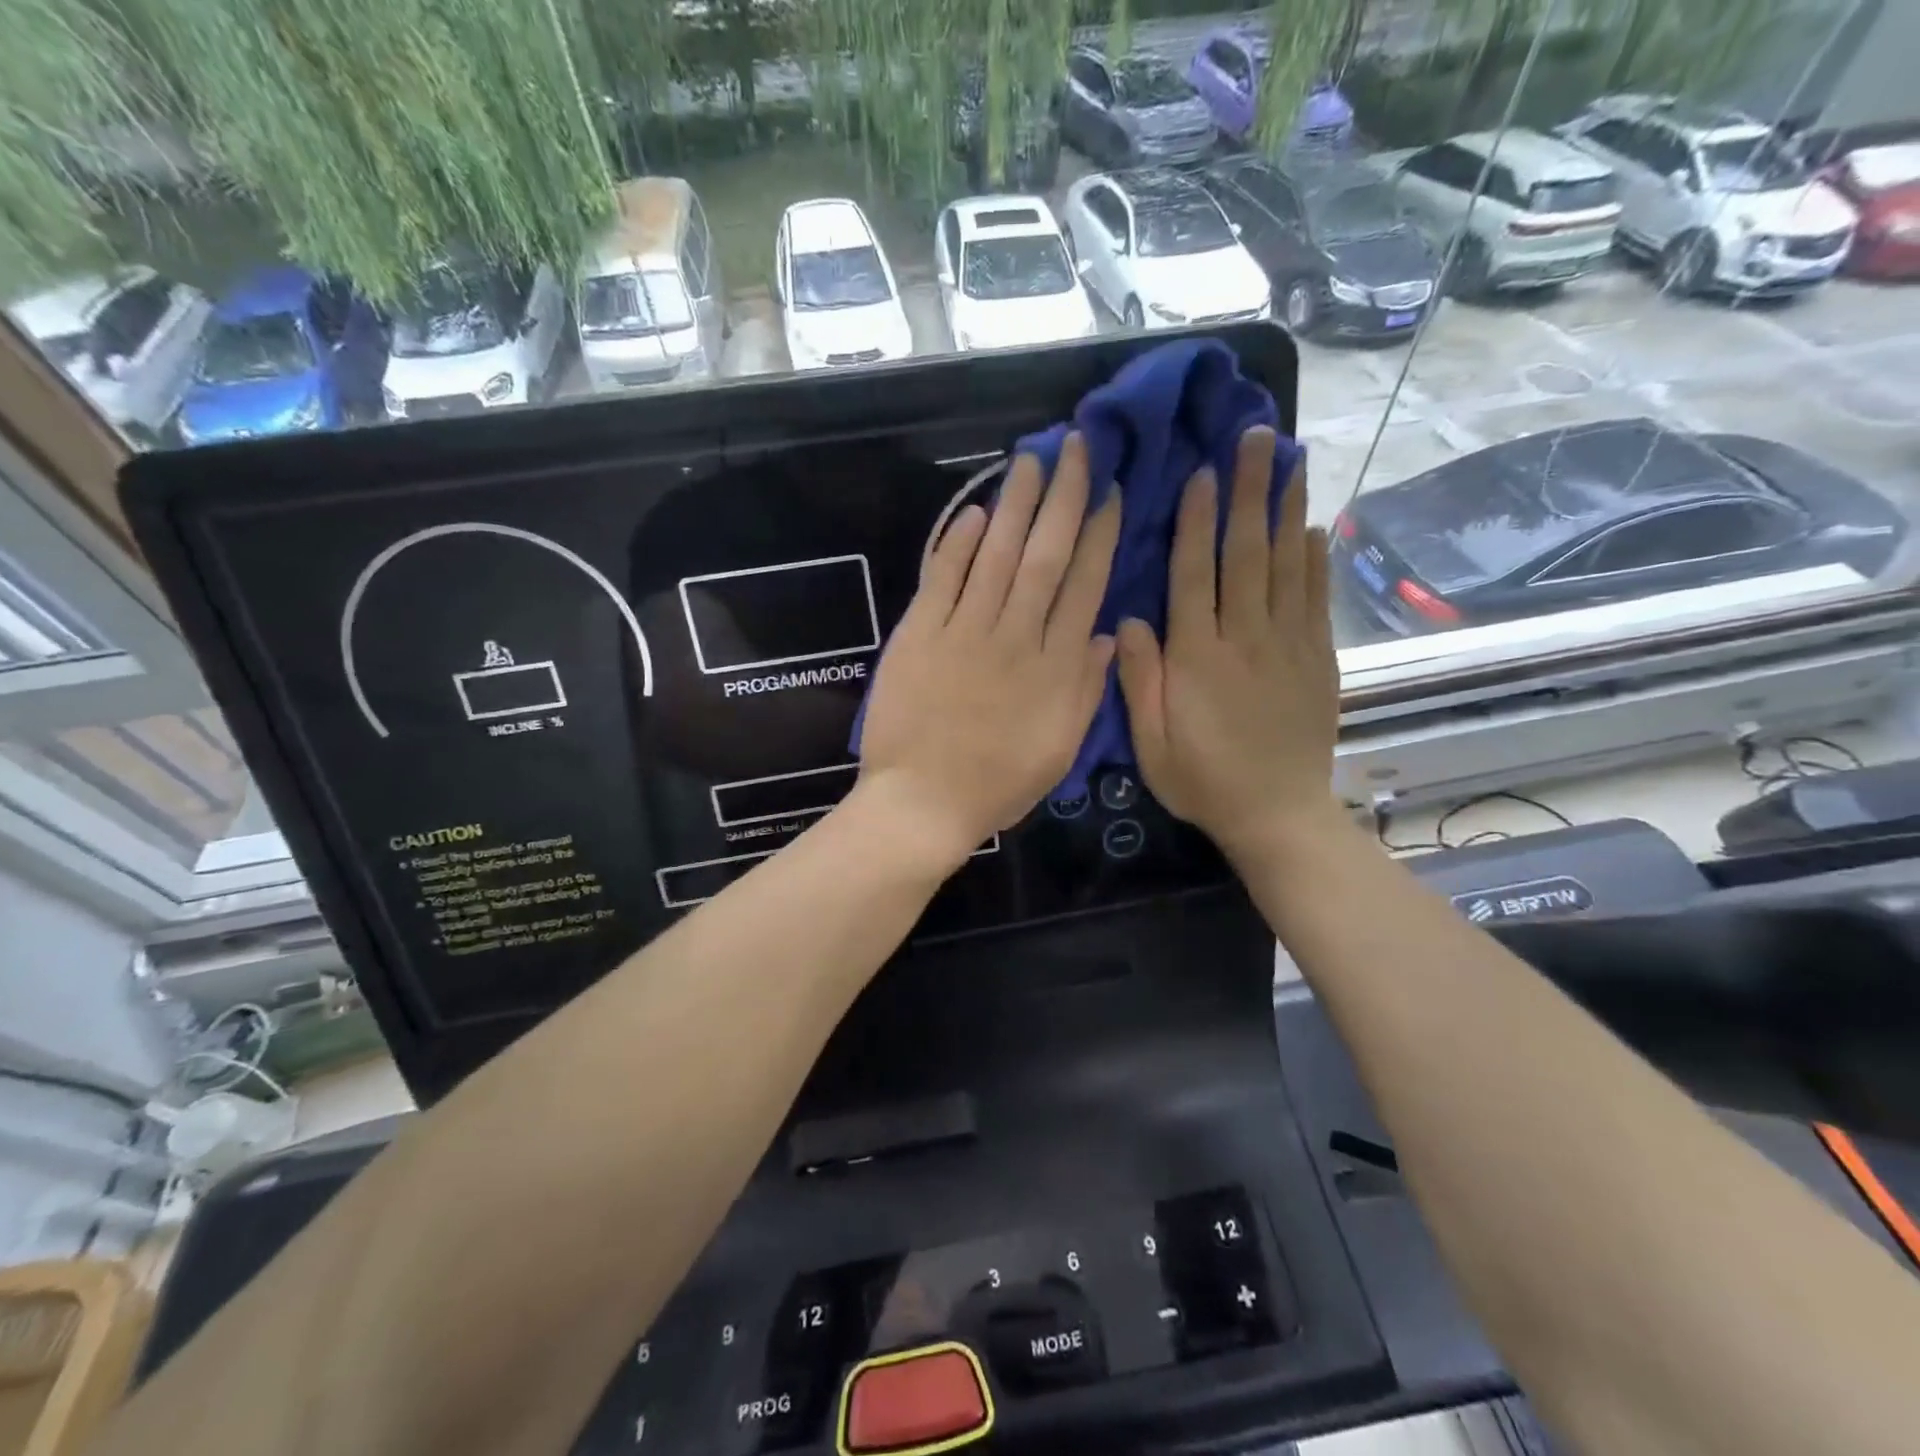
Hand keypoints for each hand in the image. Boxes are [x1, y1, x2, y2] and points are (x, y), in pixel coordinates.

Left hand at [857, 433, 1120, 862]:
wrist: (922, 803)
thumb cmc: (997, 785)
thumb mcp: (1059, 750)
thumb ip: (1086, 690)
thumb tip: (1105, 633)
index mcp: (1055, 668)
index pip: (1084, 587)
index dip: (1100, 536)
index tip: (1112, 494)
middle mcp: (1015, 638)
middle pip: (1044, 556)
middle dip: (1064, 498)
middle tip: (1076, 447)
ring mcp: (964, 632)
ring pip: (995, 555)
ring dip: (1014, 505)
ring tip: (1030, 461)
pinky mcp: (919, 635)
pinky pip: (941, 579)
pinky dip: (955, 544)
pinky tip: (971, 511)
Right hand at [1115, 427, 1338, 862]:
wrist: (1278, 815)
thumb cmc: (1203, 781)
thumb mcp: (1152, 743)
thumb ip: (1139, 680)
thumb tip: (1127, 620)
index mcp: (1198, 659)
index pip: (1195, 576)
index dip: (1198, 522)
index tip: (1203, 472)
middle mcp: (1246, 639)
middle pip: (1247, 554)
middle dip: (1250, 492)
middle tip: (1258, 436)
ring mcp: (1289, 646)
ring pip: (1287, 565)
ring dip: (1287, 509)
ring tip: (1292, 458)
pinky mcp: (1318, 658)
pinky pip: (1316, 598)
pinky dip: (1315, 558)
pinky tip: (1313, 525)